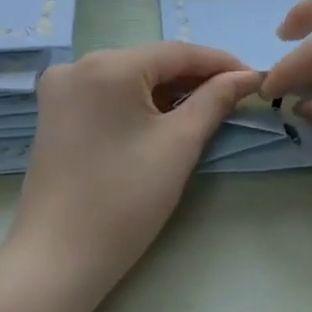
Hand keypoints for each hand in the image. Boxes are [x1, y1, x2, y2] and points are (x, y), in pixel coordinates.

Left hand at [12, 43, 259, 294]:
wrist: (58, 258)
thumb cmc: (125, 200)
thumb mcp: (179, 145)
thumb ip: (215, 101)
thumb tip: (246, 77)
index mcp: (106, 66)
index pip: (176, 52)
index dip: (220, 63)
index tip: (255, 78)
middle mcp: (76, 66)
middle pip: (150, 63)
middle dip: (195, 79)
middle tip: (236, 97)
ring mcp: (60, 91)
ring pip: (130, 79)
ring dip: (169, 92)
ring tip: (208, 110)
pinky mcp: (55, 115)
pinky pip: (108, 96)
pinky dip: (140, 104)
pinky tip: (166, 120)